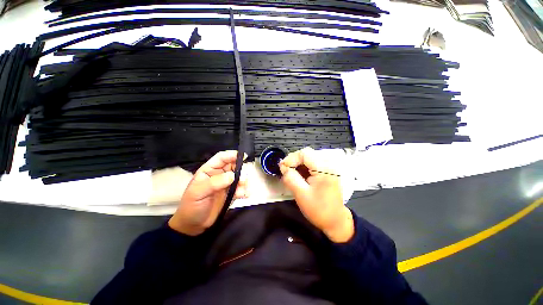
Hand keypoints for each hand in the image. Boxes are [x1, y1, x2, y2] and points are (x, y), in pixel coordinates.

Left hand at [168, 151, 247, 235]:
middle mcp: (219, 175)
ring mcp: (227, 184)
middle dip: (241, 170)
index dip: (231, 155)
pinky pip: (242, 188)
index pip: (221, 158)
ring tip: (241, 191)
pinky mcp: (232, 193)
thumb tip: (232, 176)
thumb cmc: (191, 206)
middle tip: (243, 179)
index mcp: (209, 170)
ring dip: (243, 182)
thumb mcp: (198, 193)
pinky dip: (245, 190)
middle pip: (234, 166)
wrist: (194, 226)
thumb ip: (214, 183)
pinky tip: (244, 195)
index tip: (243, 157)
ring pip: (240, 176)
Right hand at [279, 147, 353, 242]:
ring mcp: (330, 167)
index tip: (283, 168)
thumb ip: (290, 178)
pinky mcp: (328, 171)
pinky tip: (300, 176)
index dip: (291, 158)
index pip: (305, 153)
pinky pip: (313, 163)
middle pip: (307, 154)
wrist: (335, 221)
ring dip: (298, 164)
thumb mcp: (301, 194)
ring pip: (309, 158)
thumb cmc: (319, 210)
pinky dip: (304, 167)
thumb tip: (283, 167)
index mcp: (324, 169)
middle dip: (294, 161)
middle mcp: (329, 164)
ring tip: (292, 174)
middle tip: (286, 171)